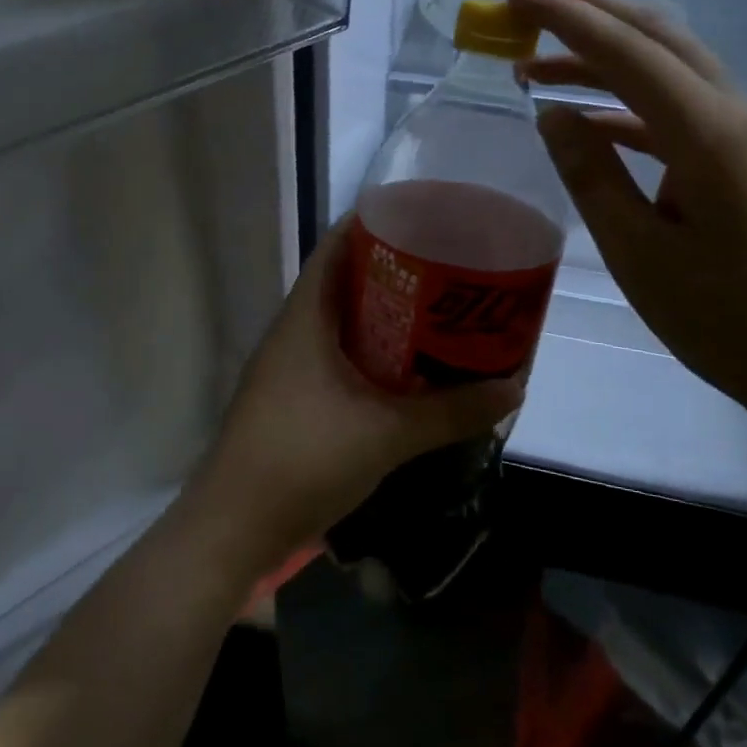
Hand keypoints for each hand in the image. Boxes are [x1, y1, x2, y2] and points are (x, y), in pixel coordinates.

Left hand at [187, 218, 520, 572]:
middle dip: (396, 271)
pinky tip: (410, 370)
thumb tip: (512, 388)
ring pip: (344, 322)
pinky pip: (341, 357)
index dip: (377, 223)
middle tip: (450, 269)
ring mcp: (291, 366)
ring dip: (386, 316)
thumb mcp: (386, 434)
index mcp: (305, 316)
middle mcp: (295, 331)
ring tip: (441, 313)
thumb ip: (450, 411)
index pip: (337, 245)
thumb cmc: (302, 459)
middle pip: (346, 281)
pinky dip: (374, 354)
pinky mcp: (296, 399)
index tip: (427, 219)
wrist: (234, 528)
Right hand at [508, 0, 746, 428]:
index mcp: (709, 135)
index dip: (565, 19)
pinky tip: (594, 125)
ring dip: (608, 60)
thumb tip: (553, 113)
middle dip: (590, 14)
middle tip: (527, 10)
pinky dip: (635, 105)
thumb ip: (592, 174)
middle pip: (659, 37)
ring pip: (674, 69)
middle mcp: (738, 116)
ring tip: (541, 72)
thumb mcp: (638, 253)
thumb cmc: (728, 322)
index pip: (626, 52)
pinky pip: (687, 111)